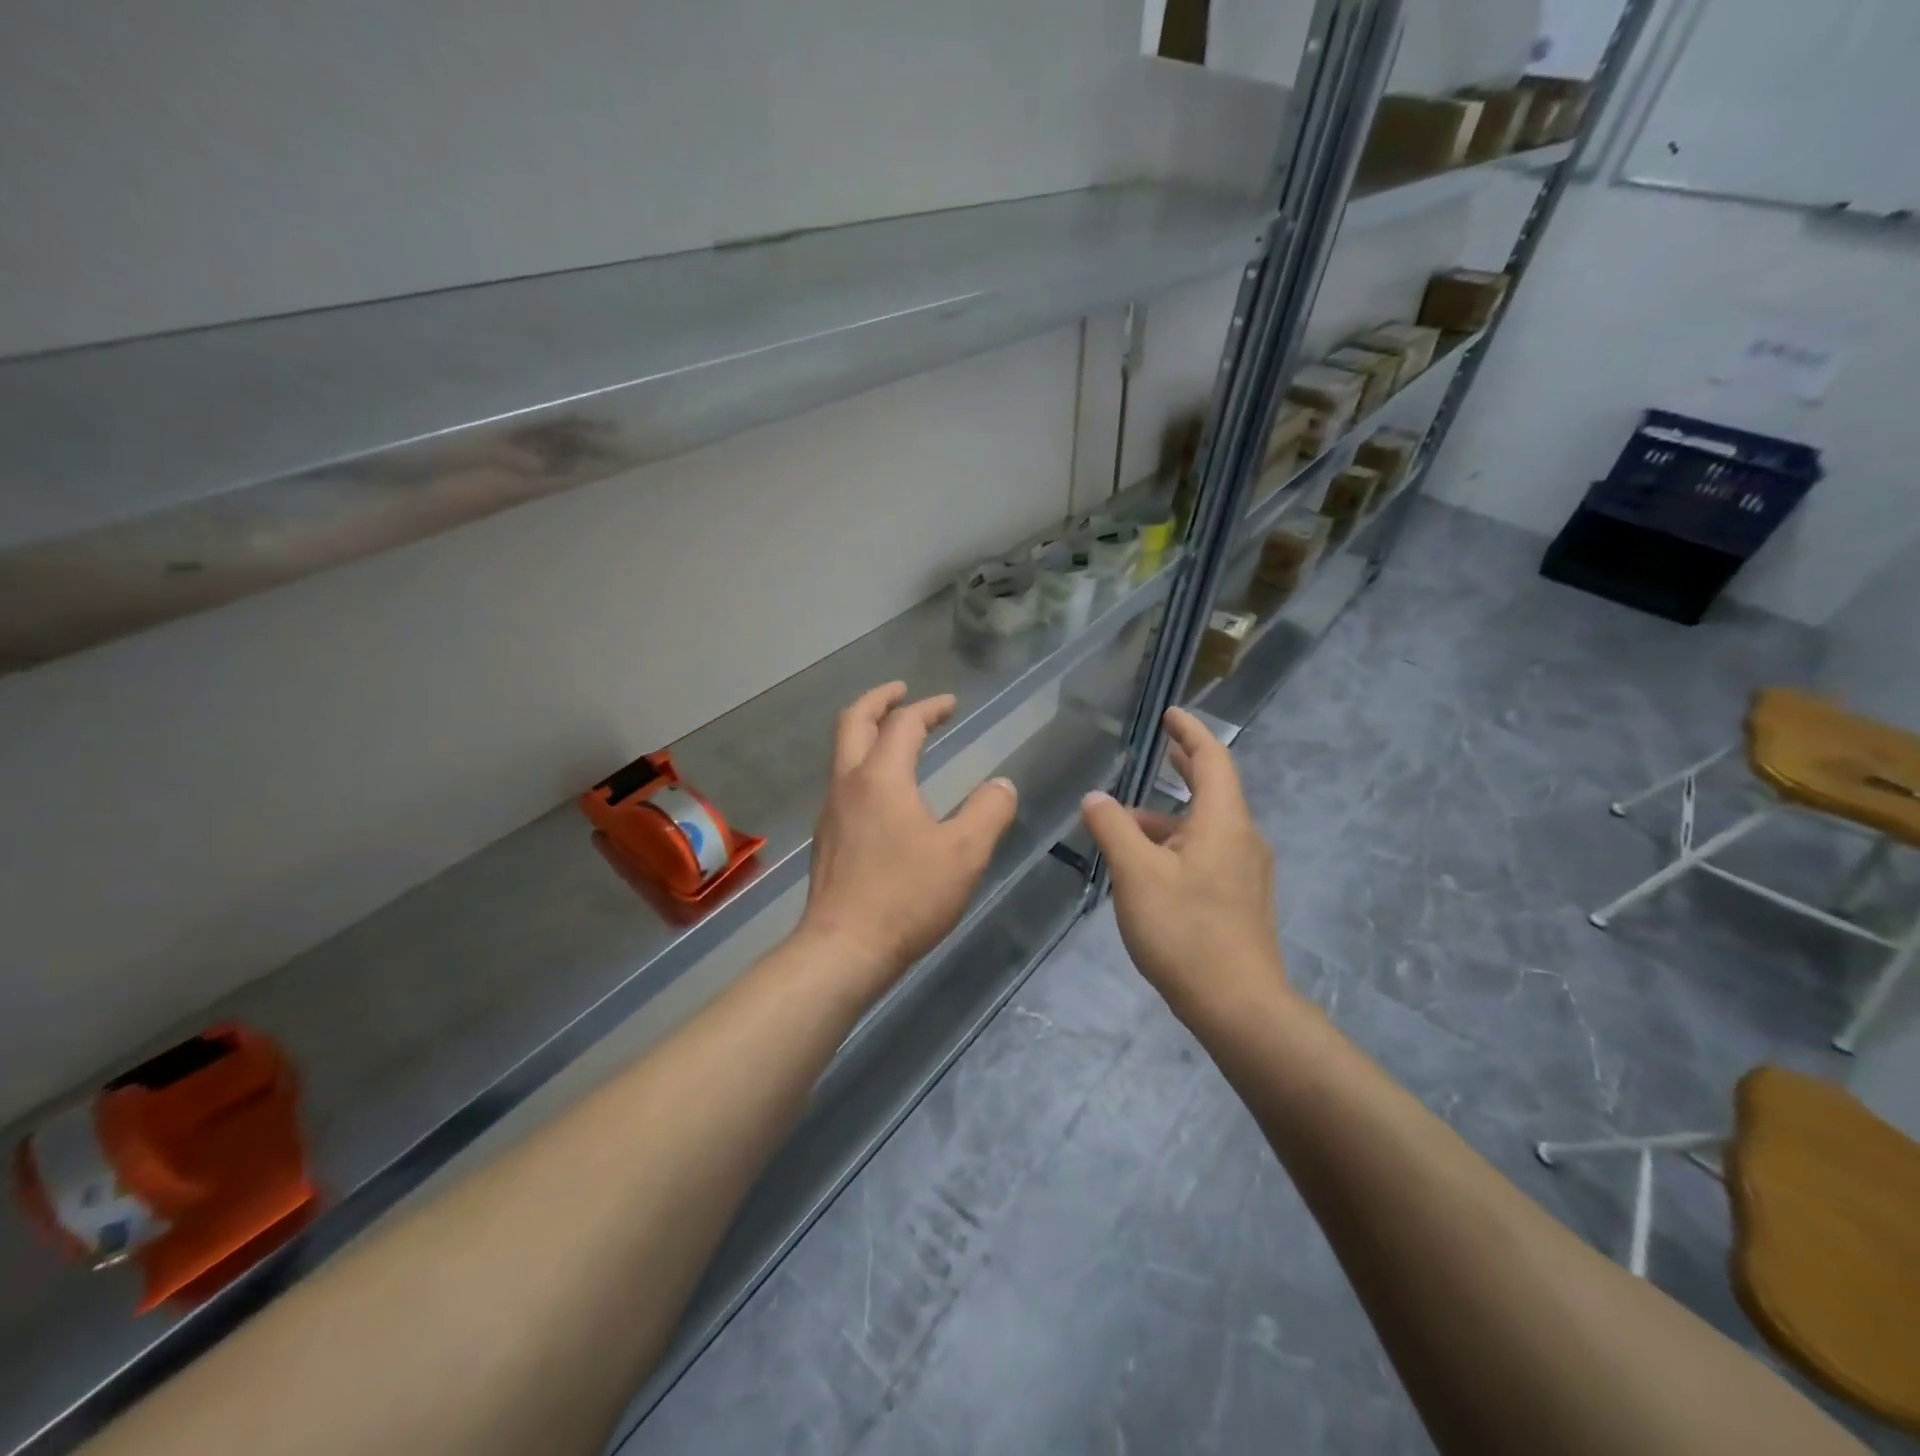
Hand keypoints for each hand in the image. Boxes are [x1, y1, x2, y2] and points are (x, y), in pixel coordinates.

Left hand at [798, 683, 1018, 996]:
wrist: (844, 948)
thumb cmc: (906, 896)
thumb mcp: (964, 853)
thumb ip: (989, 811)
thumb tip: (1002, 785)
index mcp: (881, 777)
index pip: (904, 724)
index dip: (929, 708)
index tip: (950, 704)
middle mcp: (848, 784)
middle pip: (853, 722)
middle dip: (878, 700)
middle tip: (901, 691)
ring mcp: (831, 811)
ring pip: (842, 753)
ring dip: (867, 732)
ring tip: (895, 736)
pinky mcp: (827, 838)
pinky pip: (843, 783)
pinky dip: (863, 764)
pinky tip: (884, 791)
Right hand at [1080, 707, 1290, 1022]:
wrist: (1238, 1005)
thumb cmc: (1185, 930)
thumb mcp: (1136, 874)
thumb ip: (1113, 829)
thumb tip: (1096, 797)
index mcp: (1223, 822)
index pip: (1212, 759)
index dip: (1190, 733)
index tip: (1171, 715)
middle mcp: (1243, 839)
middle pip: (1214, 790)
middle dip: (1185, 768)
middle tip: (1160, 751)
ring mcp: (1246, 872)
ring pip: (1206, 828)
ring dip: (1170, 818)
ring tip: (1127, 824)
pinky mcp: (1241, 900)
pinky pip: (1208, 854)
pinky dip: (1178, 845)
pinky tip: (1149, 867)